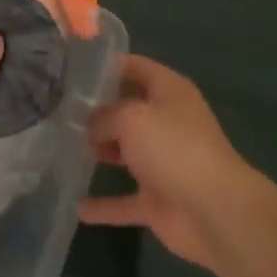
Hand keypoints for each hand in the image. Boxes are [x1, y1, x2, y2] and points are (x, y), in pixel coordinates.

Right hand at [79, 54, 256, 269]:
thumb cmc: (173, 148)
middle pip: (129, 110)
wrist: (215, 211)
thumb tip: (90, 123)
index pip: (137, 67)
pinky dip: (105, 205)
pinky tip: (79, 208)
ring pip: (126, 152)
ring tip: (64, 146)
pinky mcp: (159, 201)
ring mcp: (164, 164)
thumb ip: (105, 115)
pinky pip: (125, 201)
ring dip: (101, 151)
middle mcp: (168, 123)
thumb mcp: (132, 118)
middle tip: (61, 109)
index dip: (110, 65)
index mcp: (170, 92)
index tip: (77, 67)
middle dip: (99, 110)